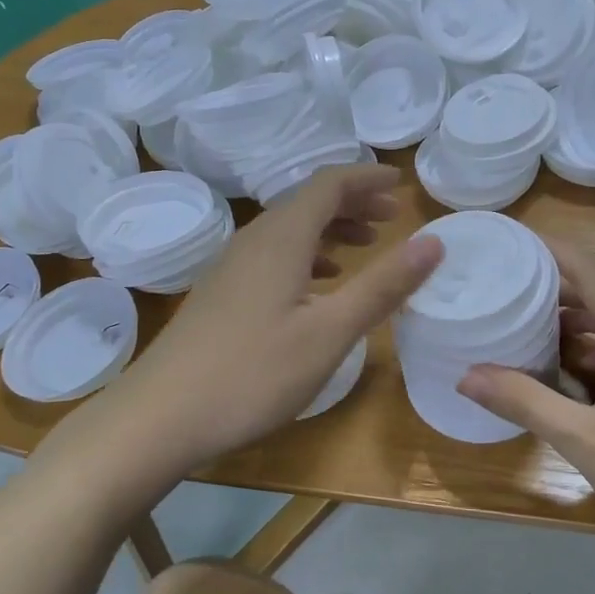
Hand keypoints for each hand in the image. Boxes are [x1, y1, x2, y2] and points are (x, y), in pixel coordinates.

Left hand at [106, 164, 441, 473]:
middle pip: (308, 201)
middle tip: (392, 216)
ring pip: (290, 229)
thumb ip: (383, 285)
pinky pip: (274, 254)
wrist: (160, 416)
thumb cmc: (252, 373)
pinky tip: (319, 284)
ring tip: (366, 244)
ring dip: (331, 228)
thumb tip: (434, 242)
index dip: (368, 177)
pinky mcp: (222, 292)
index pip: (329, 183)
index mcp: (281, 238)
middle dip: (354, 201)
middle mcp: (254, 239)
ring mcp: (232, 266)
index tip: (402, 185)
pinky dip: (308, 255)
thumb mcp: (330, 332)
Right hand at [458, 239, 594, 543]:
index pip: (590, 269)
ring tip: (526, 333)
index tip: (510, 243)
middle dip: (553, 293)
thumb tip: (466, 376)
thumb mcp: (581, 438)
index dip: (550, 251)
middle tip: (504, 292)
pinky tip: (569, 380)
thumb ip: (523, 401)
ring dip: (575, 329)